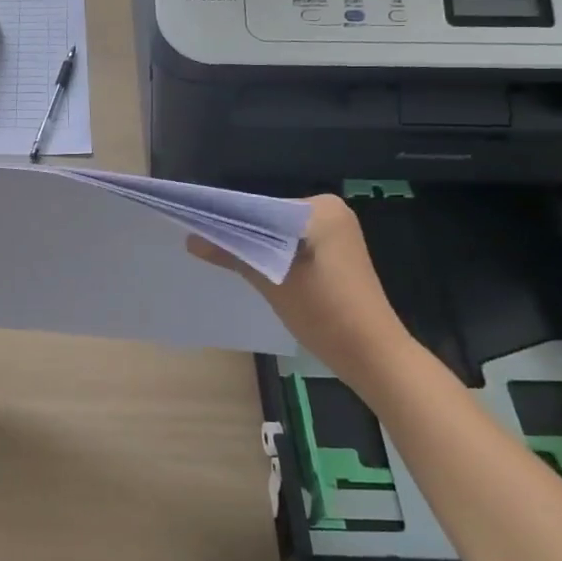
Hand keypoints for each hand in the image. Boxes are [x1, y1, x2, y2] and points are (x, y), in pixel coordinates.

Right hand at [188, 193, 418, 393]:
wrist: (372, 354)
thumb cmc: (325, 311)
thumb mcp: (271, 280)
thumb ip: (232, 253)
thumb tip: (189, 240)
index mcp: (321, 208)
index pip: (261, 206)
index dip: (228, 218)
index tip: (197, 228)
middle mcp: (331, 212)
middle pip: (269, 218)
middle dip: (241, 232)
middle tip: (204, 244)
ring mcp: (336, 234)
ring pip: (279, 234)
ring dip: (255, 245)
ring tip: (221, 255)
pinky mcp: (335, 255)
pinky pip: (293, 245)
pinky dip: (273, 255)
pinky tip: (253, 268)